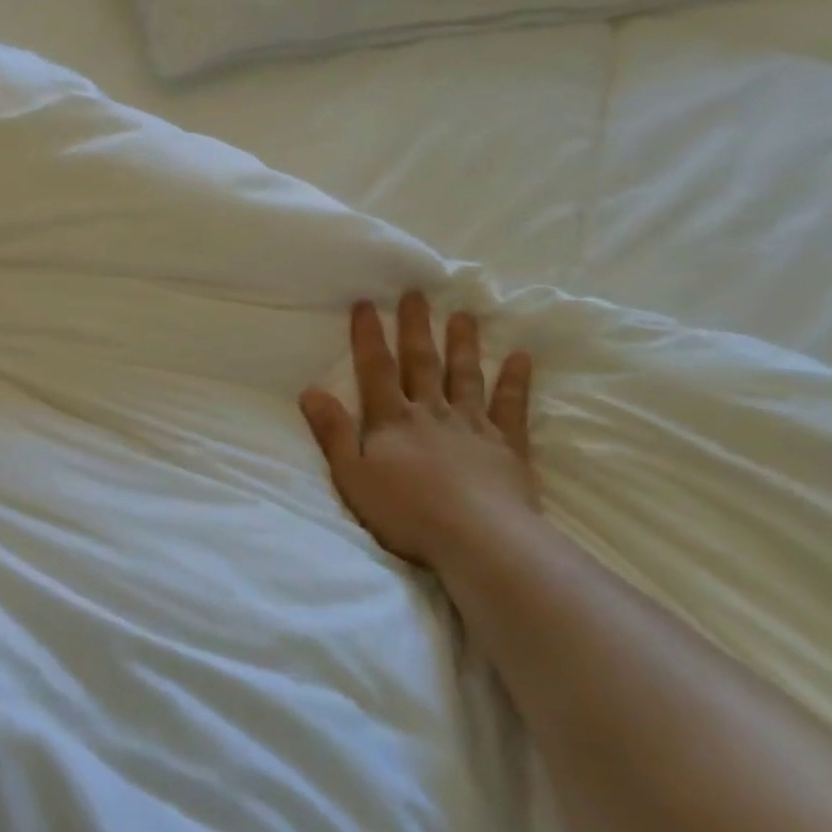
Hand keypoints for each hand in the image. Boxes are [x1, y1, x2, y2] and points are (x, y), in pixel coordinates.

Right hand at [300, 293, 536, 577]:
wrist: (476, 537)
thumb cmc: (406, 512)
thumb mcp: (352, 476)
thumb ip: (332, 432)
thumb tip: (310, 391)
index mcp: (392, 420)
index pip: (377, 369)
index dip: (369, 336)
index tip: (366, 303)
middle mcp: (432, 412)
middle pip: (422, 362)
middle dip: (416, 327)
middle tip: (417, 293)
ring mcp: (472, 425)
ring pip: (465, 375)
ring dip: (464, 344)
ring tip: (464, 315)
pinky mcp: (507, 445)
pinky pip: (511, 406)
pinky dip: (515, 381)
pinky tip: (521, 357)